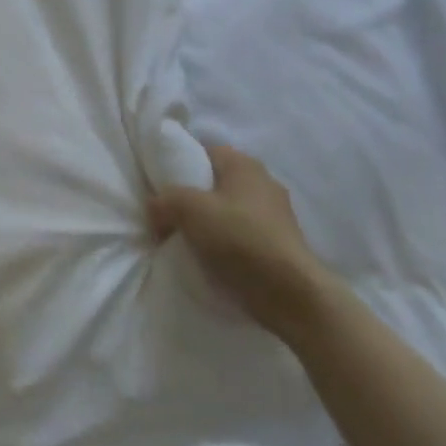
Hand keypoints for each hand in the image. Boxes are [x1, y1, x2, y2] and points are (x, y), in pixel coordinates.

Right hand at [148, 144, 333, 340]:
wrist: (291, 295)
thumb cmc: (239, 238)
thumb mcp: (187, 209)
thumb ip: (162, 201)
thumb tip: (154, 209)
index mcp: (245, 165)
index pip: (204, 151)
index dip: (178, 163)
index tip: (159, 183)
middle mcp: (263, 184)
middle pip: (214, 183)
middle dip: (190, 197)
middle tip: (166, 213)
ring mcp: (274, 217)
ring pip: (226, 211)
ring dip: (205, 224)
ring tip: (182, 239)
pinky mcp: (277, 246)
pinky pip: (238, 236)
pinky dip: (222, 244)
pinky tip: (206, 258)